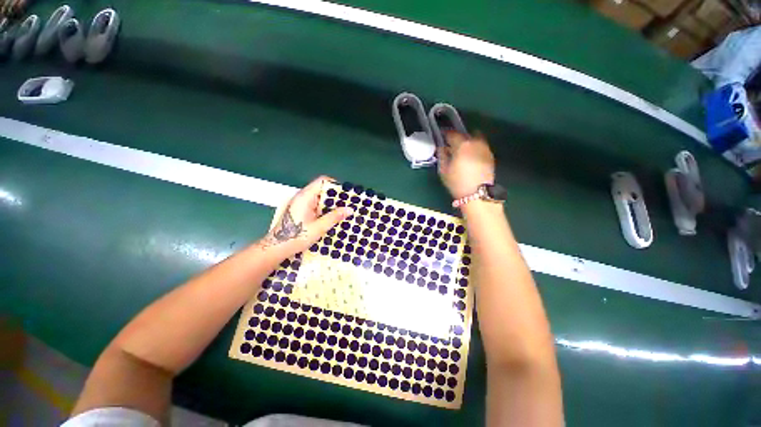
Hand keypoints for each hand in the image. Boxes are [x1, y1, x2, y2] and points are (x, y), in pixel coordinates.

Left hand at [262, 176, 352, 256]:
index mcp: (305, 196)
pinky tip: (332, 218)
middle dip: (335, 197)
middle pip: (322, 190)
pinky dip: (325, 210)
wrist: (277, 248)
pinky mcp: (301, 211)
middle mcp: (302, 197)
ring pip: (319, 199)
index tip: (346, 195)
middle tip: (348, 205)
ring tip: (343, 212)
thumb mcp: (319, 227)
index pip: (322, 181)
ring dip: (331, 205)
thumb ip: (334, 217)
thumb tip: (350, 209)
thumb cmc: (296, 237)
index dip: (335, 185)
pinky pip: (316, 206)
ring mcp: (301, 204)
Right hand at [438, 132, 494, 198]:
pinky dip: (474, 148)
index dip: (445, 134)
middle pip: (465, 135)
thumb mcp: (444, 170)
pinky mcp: (490, 156)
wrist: (478, 194)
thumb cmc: (458, 183)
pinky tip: (470, 157)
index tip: (441, 137)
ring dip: (467, 142)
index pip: (452, 134)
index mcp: (462, 145)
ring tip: (462, 151)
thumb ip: (442, 155)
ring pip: (475, 139)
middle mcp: (475, 142)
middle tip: (451, 145)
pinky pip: (481, 146)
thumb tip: (441, 148)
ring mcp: (485, 148)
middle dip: (457, 138)